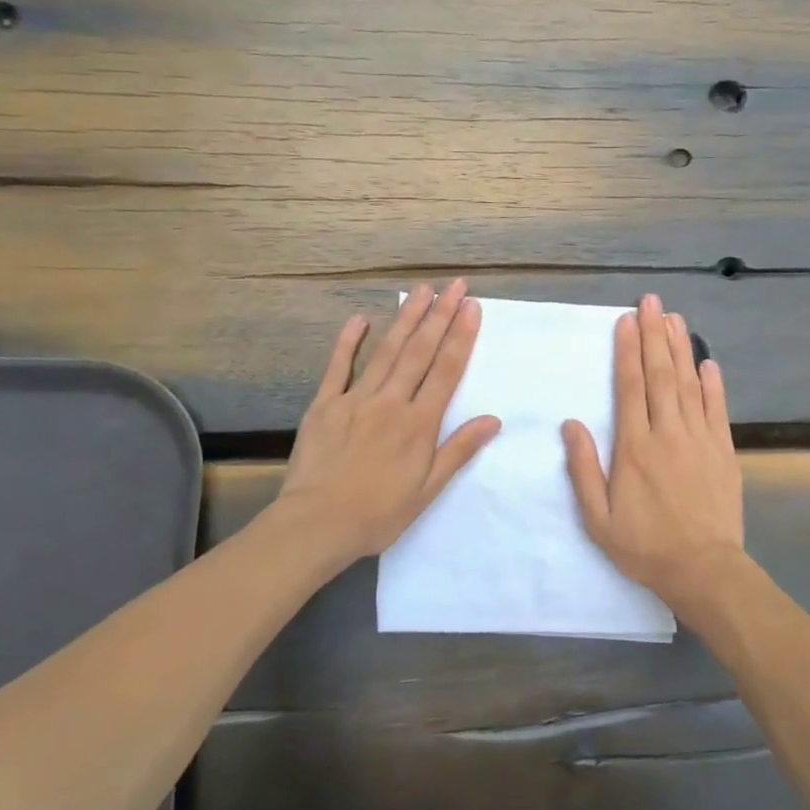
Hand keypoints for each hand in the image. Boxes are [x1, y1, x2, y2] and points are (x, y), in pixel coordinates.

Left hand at [278, 281, 500, 565]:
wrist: (316, 524)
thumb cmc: (378, 513)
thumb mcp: (427, 489)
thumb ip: (458, 450)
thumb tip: (492, 419)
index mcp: (419, 423)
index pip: (446, 371)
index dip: (461, 337)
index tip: (472, 307)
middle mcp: (391, 402)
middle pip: (419, 351)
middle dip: (440, 316)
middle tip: (454, 286)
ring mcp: (355, 399)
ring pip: (386, 351)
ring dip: (406, 319)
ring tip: (421, 291)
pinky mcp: (324, 405)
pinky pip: (338, 367)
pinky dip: (349, 342)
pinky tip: (360, 319)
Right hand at [562, 294, 745, 617]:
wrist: (703, 570)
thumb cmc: (644, 546)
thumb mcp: (598, 518)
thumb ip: (584, 469)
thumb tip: (571, 424)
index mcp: (634, 447)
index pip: (630, 387)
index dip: (627, 351)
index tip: (626, 321)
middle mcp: (667, 434)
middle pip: (660, 375)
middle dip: (654, 335)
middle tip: (651, 302)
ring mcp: (700, 440)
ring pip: (688, 384)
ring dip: (680, 349)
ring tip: (673, 318)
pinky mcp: (724, 451)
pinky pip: (717, 410)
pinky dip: (713, 384)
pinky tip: (708, 362)